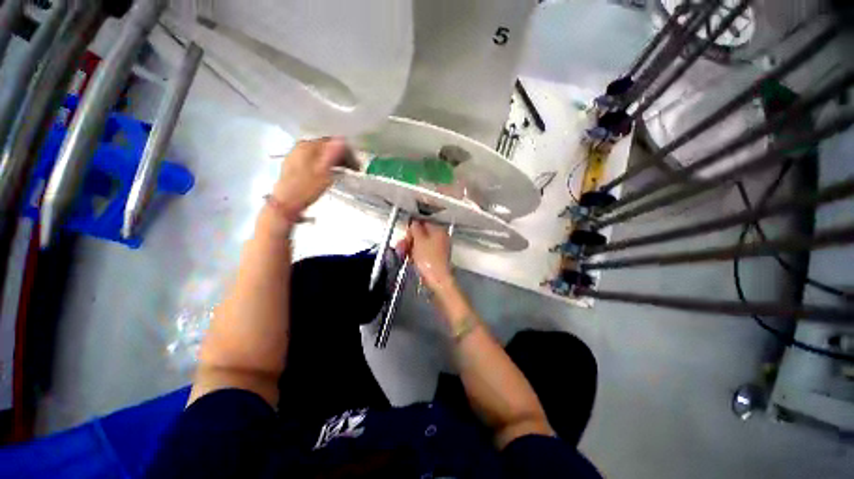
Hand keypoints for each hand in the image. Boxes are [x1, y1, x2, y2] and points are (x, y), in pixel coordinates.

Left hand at [271, 138, 346, 217]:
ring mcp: (296, 155)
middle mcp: (301, 147)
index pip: (332, 142)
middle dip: (342, 156)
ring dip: (335, 160)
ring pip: (321, 153)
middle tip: (354, 169)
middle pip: (326, 147)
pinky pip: (314, 159)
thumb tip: (342, 139)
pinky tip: (330, 172)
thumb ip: (332, 155)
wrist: (285, 204)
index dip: (348, 152)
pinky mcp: (295, 165)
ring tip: (345, 171)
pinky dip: (325, 163)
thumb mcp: (323, 172)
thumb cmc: (306, 189)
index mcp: (308, 146)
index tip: (357, 165)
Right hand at [404, 221, 454, 292]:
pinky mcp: (435, 259)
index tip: (405, 235)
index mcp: (439, 230)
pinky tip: (410, 259)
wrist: (437, 279)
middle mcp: (441, 238)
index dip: (411, 229)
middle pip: (421, 234)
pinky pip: (423, 253)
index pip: (422, 223)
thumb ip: (415, 228)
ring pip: (421, 244)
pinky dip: (415, 255)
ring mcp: (438, 249)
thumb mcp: (419, 240)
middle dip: (409, 240)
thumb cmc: (429, 259)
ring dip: (410, 247)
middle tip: (402, 246)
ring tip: (403, 254)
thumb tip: (413, 222)